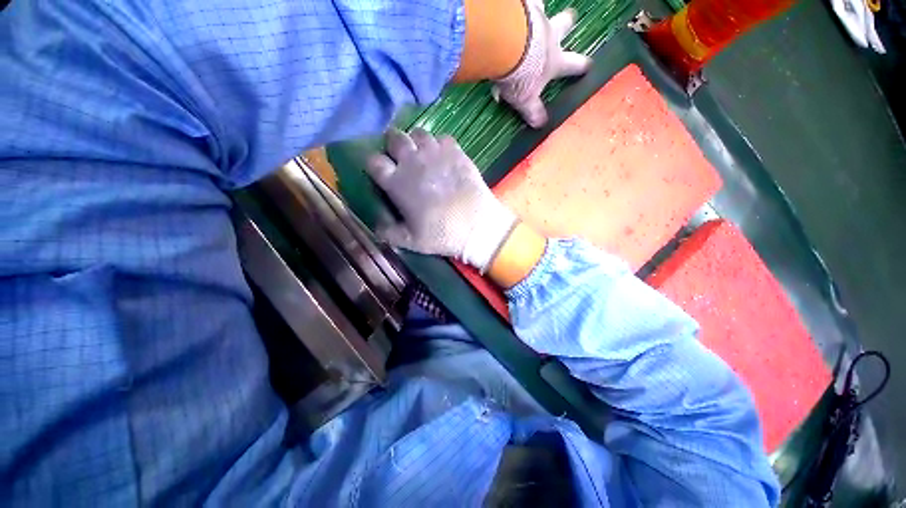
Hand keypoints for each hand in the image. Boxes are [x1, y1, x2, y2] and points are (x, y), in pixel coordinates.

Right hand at [366, 129, 517, 272]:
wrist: (476, 225)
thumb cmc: (441, 234)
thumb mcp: (410, 241)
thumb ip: (388, 233)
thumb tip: (376, 227)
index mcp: (397, 182)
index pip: (373, 161)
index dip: (375, 165)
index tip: (382, 173)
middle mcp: (412, 161)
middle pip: (394, 137)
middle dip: (393, 145)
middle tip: (401, 158)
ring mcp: (435, 153)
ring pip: (418, 132)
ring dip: (416, 142)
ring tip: (422, 155)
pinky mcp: (456, 151)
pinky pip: (442, 138)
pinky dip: (440, 145)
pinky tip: (444, 157)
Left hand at [492, 0, 591, 127]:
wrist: (508, 48)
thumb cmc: (521, 77)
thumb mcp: (526, 100)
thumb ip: (533, 111)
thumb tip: (540, 125)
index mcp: (554, 61)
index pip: (573, 65)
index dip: (581, 66)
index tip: (589, 65)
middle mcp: (549, 36)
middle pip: (564, 26)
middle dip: (568, 22)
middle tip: (571, 17)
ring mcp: (536, 19)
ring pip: (543, 11)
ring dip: (540, 12)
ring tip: (536, 11)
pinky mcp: (521, 8)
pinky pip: (524, 3)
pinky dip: (520, 6)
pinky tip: (513, 8)